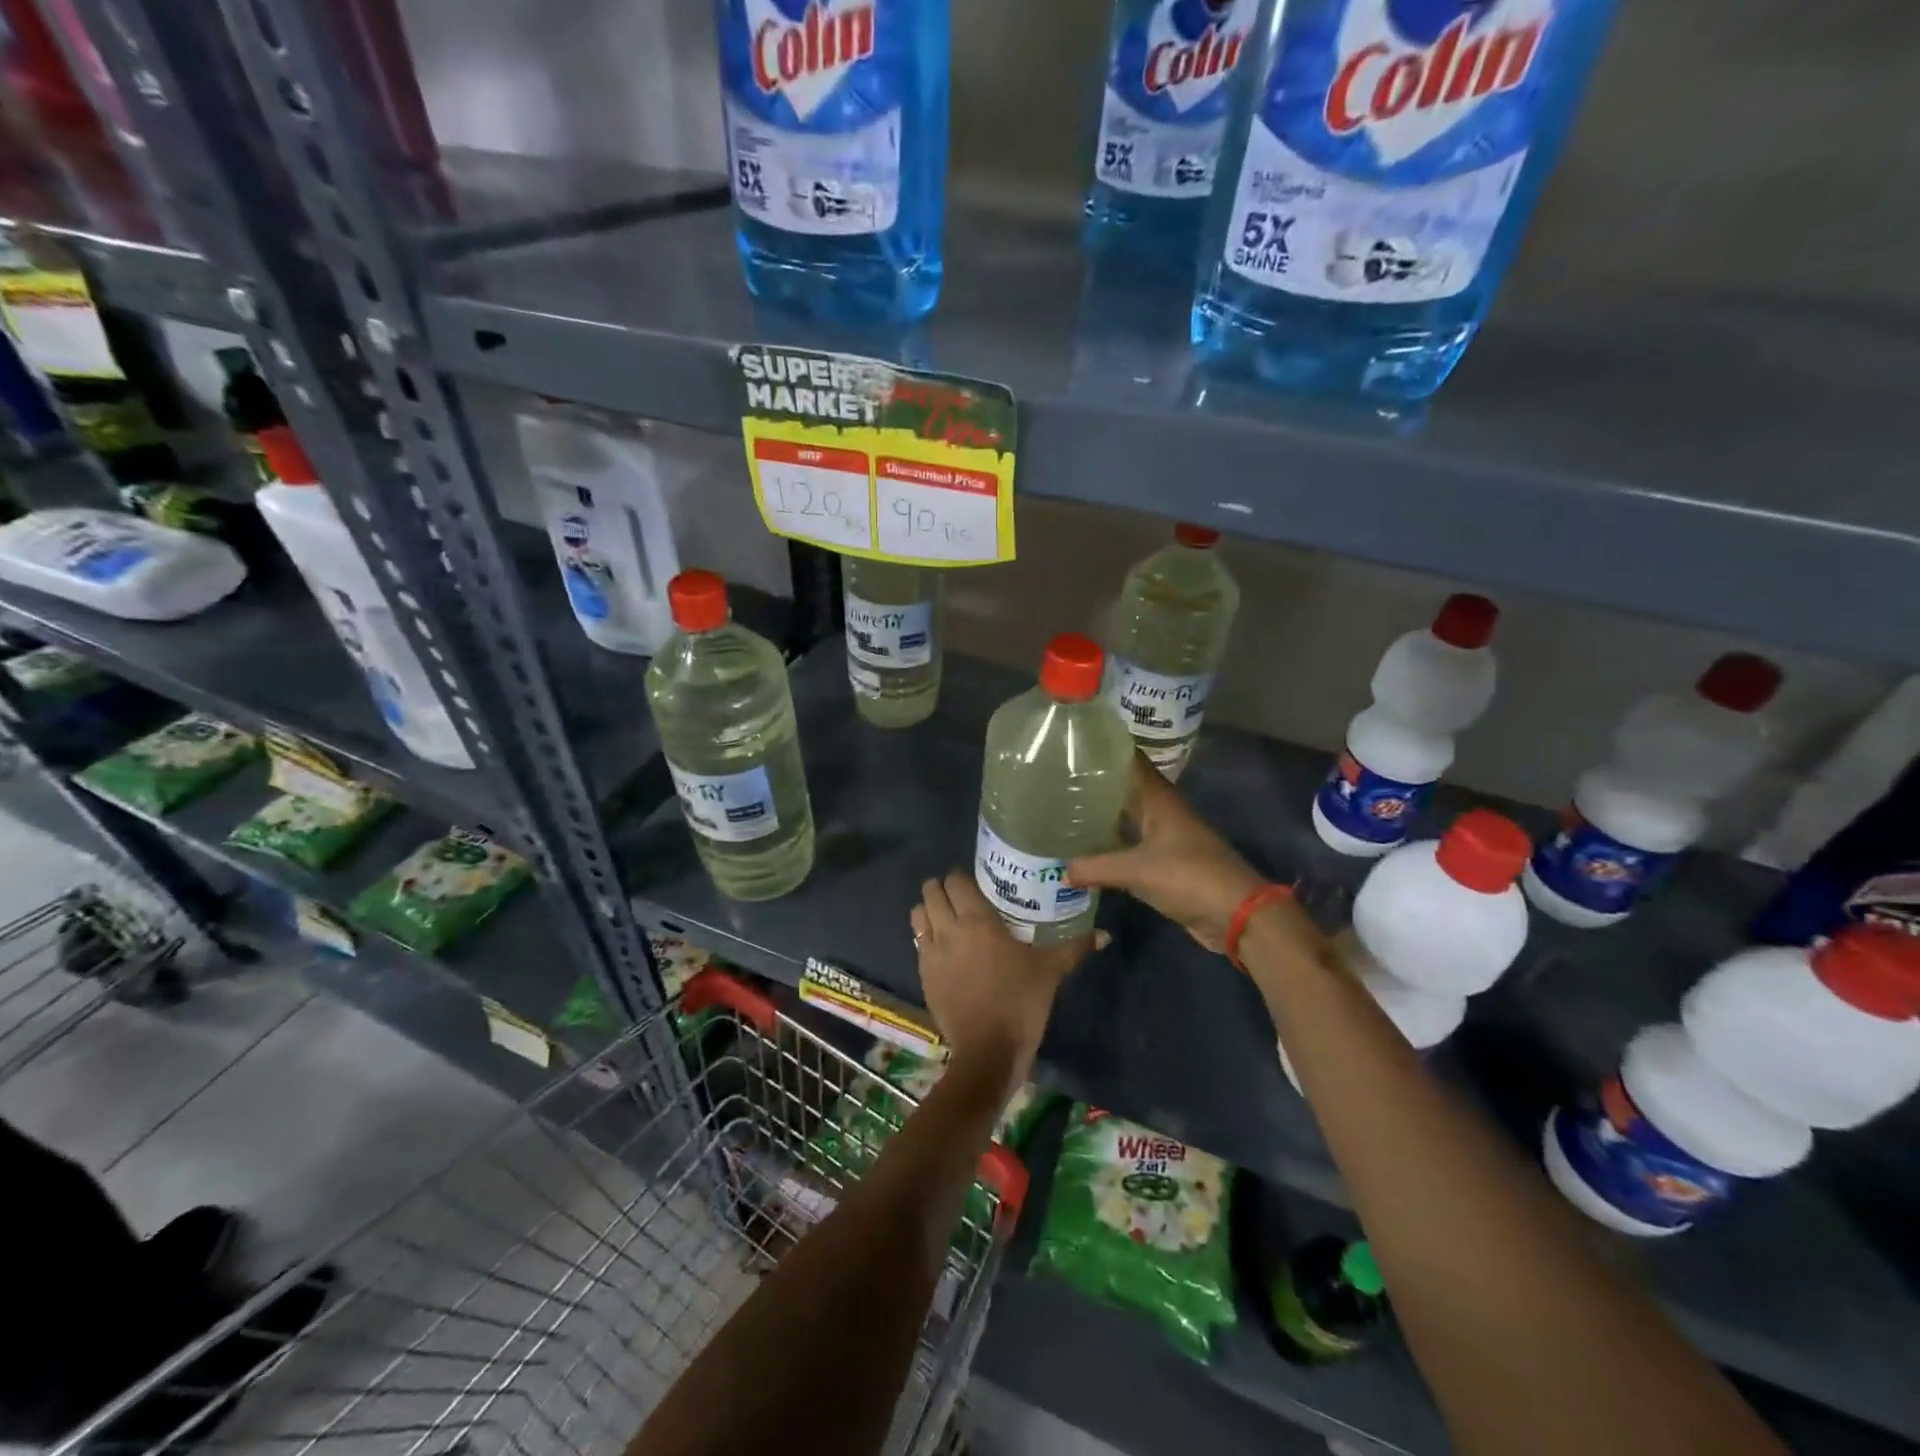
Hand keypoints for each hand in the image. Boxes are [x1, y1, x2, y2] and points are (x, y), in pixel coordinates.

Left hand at [910, 872, 1095, 1094]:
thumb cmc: (1021, 1003)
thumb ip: (1075, 947)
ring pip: (918, 914)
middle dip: (943, 888)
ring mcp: (931, 953)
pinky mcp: (923, 975)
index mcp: (978, 920)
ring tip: (948, 919)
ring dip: (929, 910)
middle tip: (962, 898)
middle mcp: (949, 929)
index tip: (978, 884)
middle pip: (931, 890)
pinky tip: (945, 950)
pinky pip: (918, 943)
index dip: (963, 877)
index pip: (956, 879)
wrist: (988, 1051)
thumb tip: (1104, 934)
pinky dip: (927, 938)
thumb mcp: (1051, 971)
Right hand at [1067, 753, 1264, 951]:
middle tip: (1054, 779)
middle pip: (1125, 788)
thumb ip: (1095, 867)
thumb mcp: (1137, 870)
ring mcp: (1165, 836)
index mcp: (1159, 798)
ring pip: (1127, 817)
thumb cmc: (1189, 877)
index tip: (1071, 743)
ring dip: (1101, 814)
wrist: (1236, 915)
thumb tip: (1060, 870)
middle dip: (1094, 783)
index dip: (1104, 748)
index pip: (1129, 760)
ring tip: (1062, 810)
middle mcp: (1161, 811)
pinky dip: (1110, 844)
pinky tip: (1085, 848)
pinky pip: (1130, 845)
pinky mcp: (1165, 862)